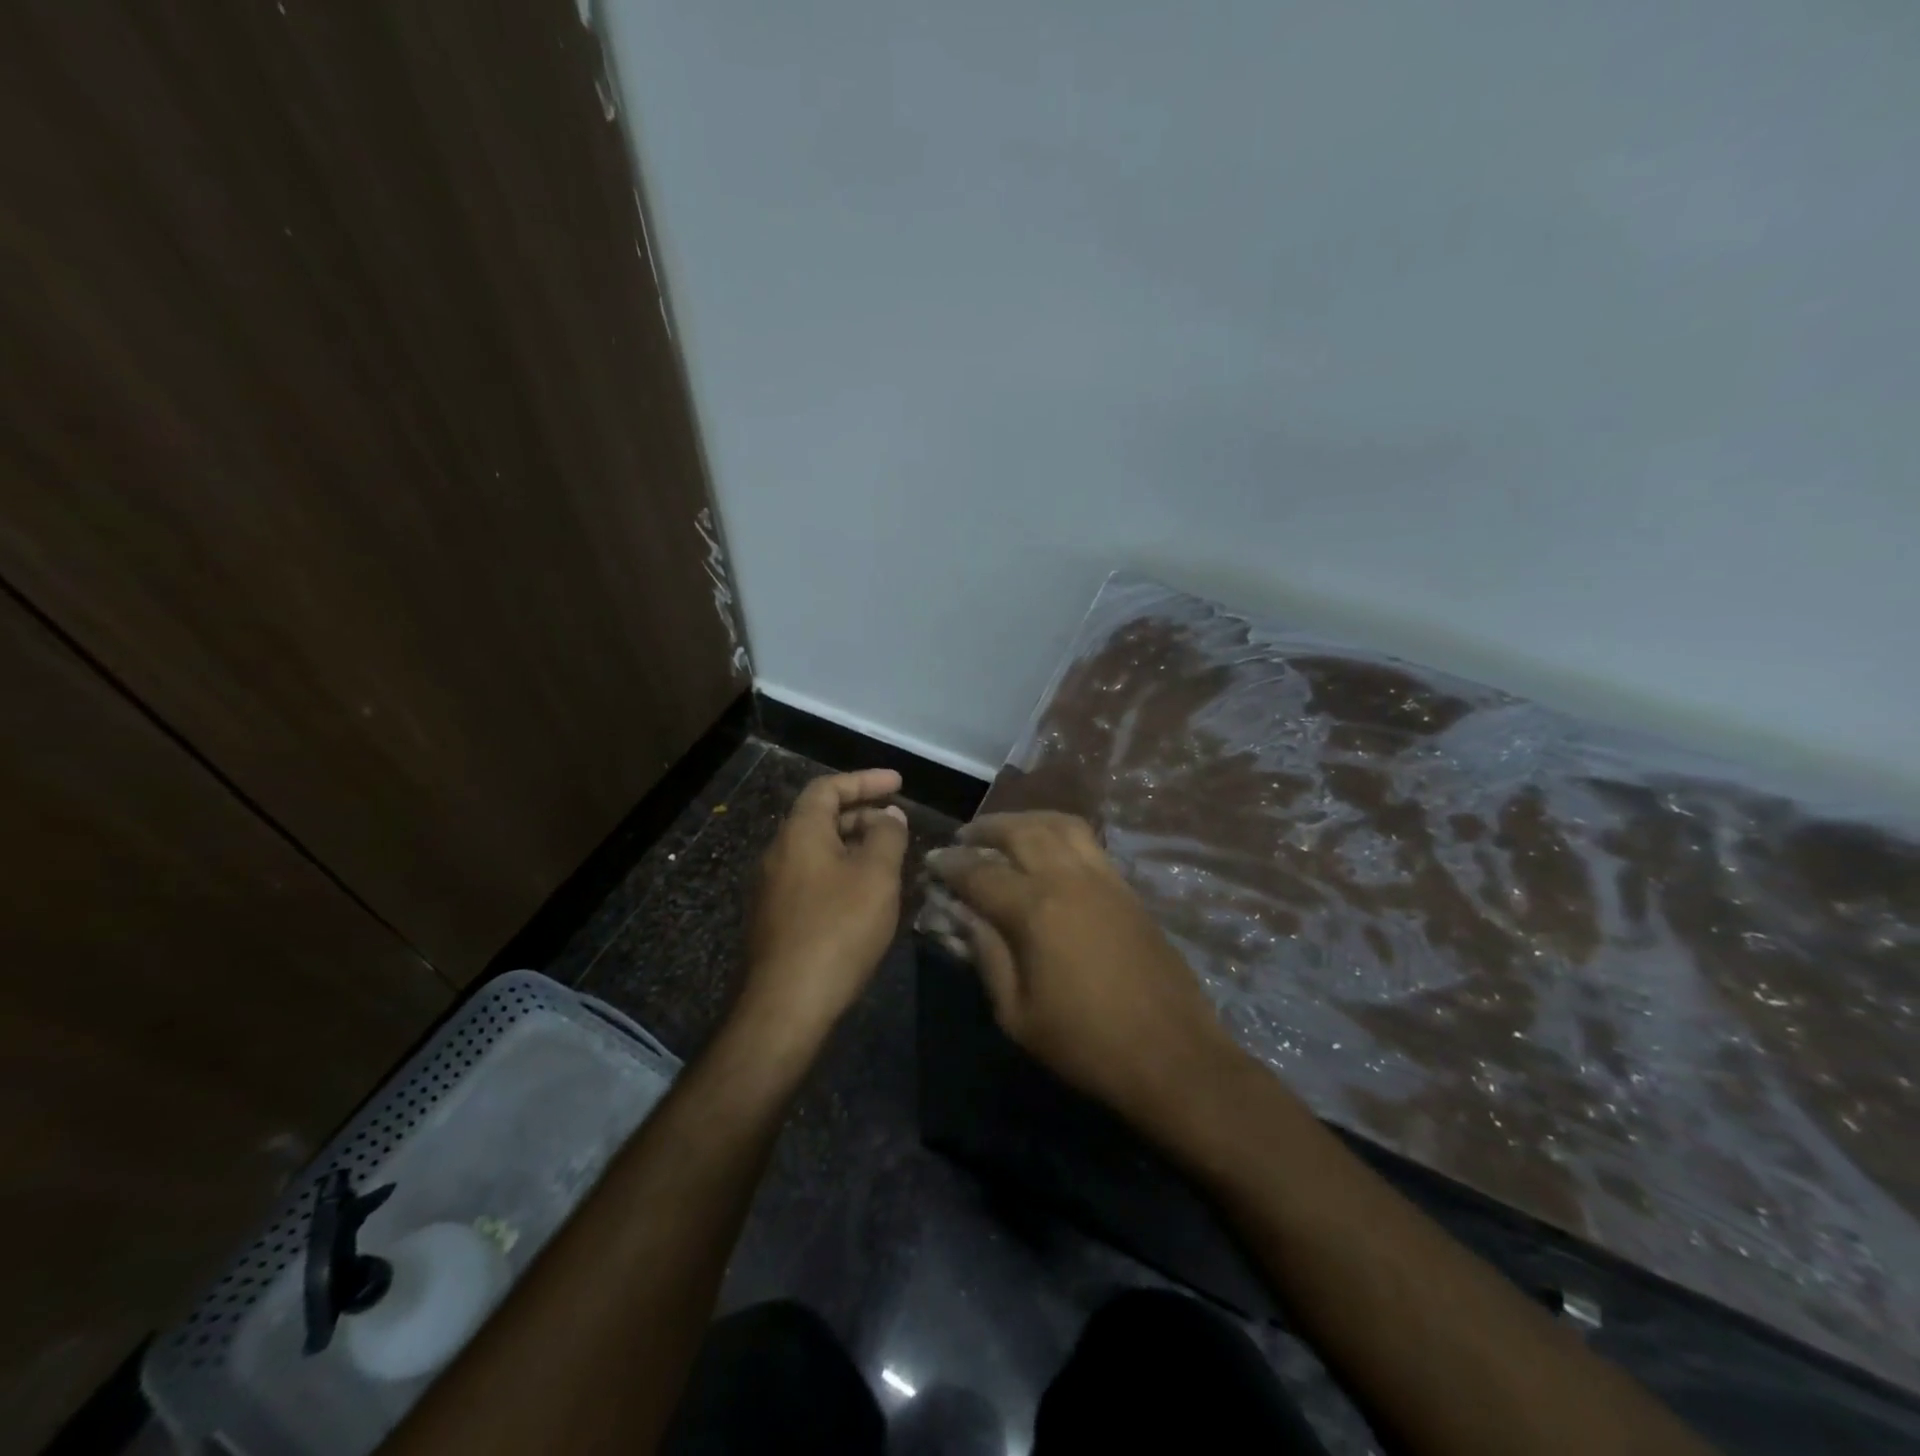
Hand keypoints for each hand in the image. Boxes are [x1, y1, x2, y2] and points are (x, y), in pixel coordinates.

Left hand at [741, 769, 909, 1039]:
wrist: (786, 1005)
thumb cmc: (837, 929)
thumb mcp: (876, 876)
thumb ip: (887, 837)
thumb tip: (889, 816)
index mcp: (799, 833)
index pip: (828, 788)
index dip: (865, 780)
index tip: (899, 783)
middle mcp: (778, 853)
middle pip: (820, 818)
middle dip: (862, 815)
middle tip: (898, 826)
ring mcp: (771, 889)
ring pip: (817, 852)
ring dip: (853, 847)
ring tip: (888, 862)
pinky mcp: (774, 920)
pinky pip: (811, 879)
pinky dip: (841, 874)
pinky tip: (865, 898)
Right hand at [926, 812, 1237, 1127]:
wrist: (1172, 1056)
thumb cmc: (1085, 1044)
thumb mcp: (1017, 1013)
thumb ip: (987, 955)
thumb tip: (963, 915)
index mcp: (1036, 909)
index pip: (980, 872)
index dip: (951, 865)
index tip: (932, 861)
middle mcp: (1069, 878)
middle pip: (1022, 831)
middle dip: (987, 828)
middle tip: (965, 837)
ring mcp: (1104, 878)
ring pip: (1061, 824)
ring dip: (1027, 820)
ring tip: (1007, 832)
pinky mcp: (1127, 889)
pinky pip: (1088, 842)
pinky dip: (1059, 832)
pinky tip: (1049, 850)